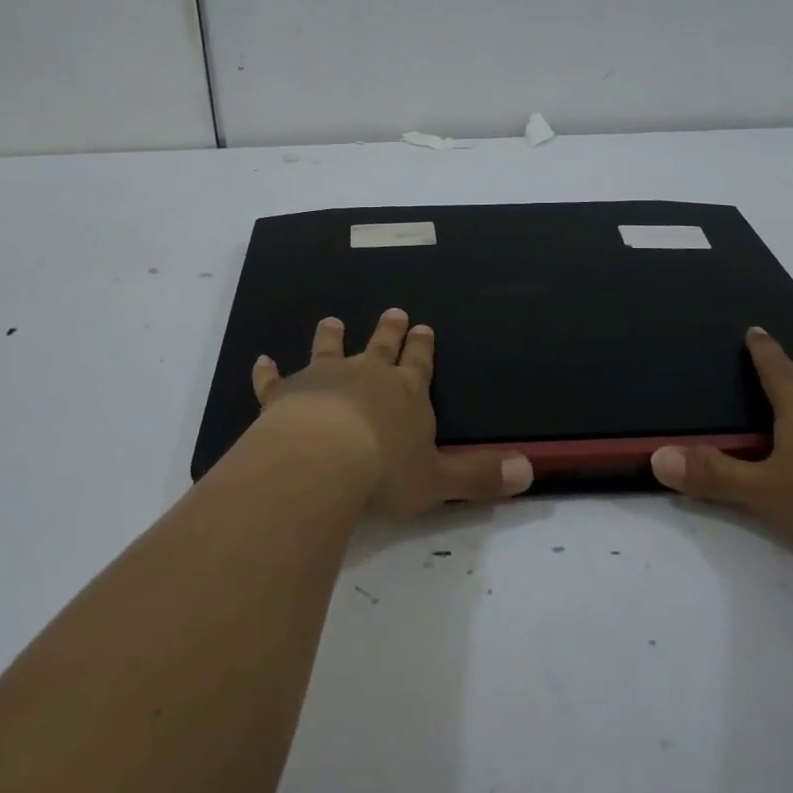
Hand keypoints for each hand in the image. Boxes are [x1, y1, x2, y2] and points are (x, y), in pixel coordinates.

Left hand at [250, 309, 534, 518]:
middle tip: (393, 312)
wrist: (322, 459)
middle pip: (381, 346)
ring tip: (332, 320)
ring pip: (330, 349)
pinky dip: (268, 371)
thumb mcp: (440, 480)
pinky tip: (261, 360)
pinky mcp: (285, 393)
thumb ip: (480, 476)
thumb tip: (530, 471)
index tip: (423, 328)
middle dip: (389, 330)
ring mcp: (323, 379)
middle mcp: (367, 375)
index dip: (422, 347)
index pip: (419, 362)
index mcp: (406, 392)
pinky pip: (275, 379)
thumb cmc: (385, 472)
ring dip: (332, 336)